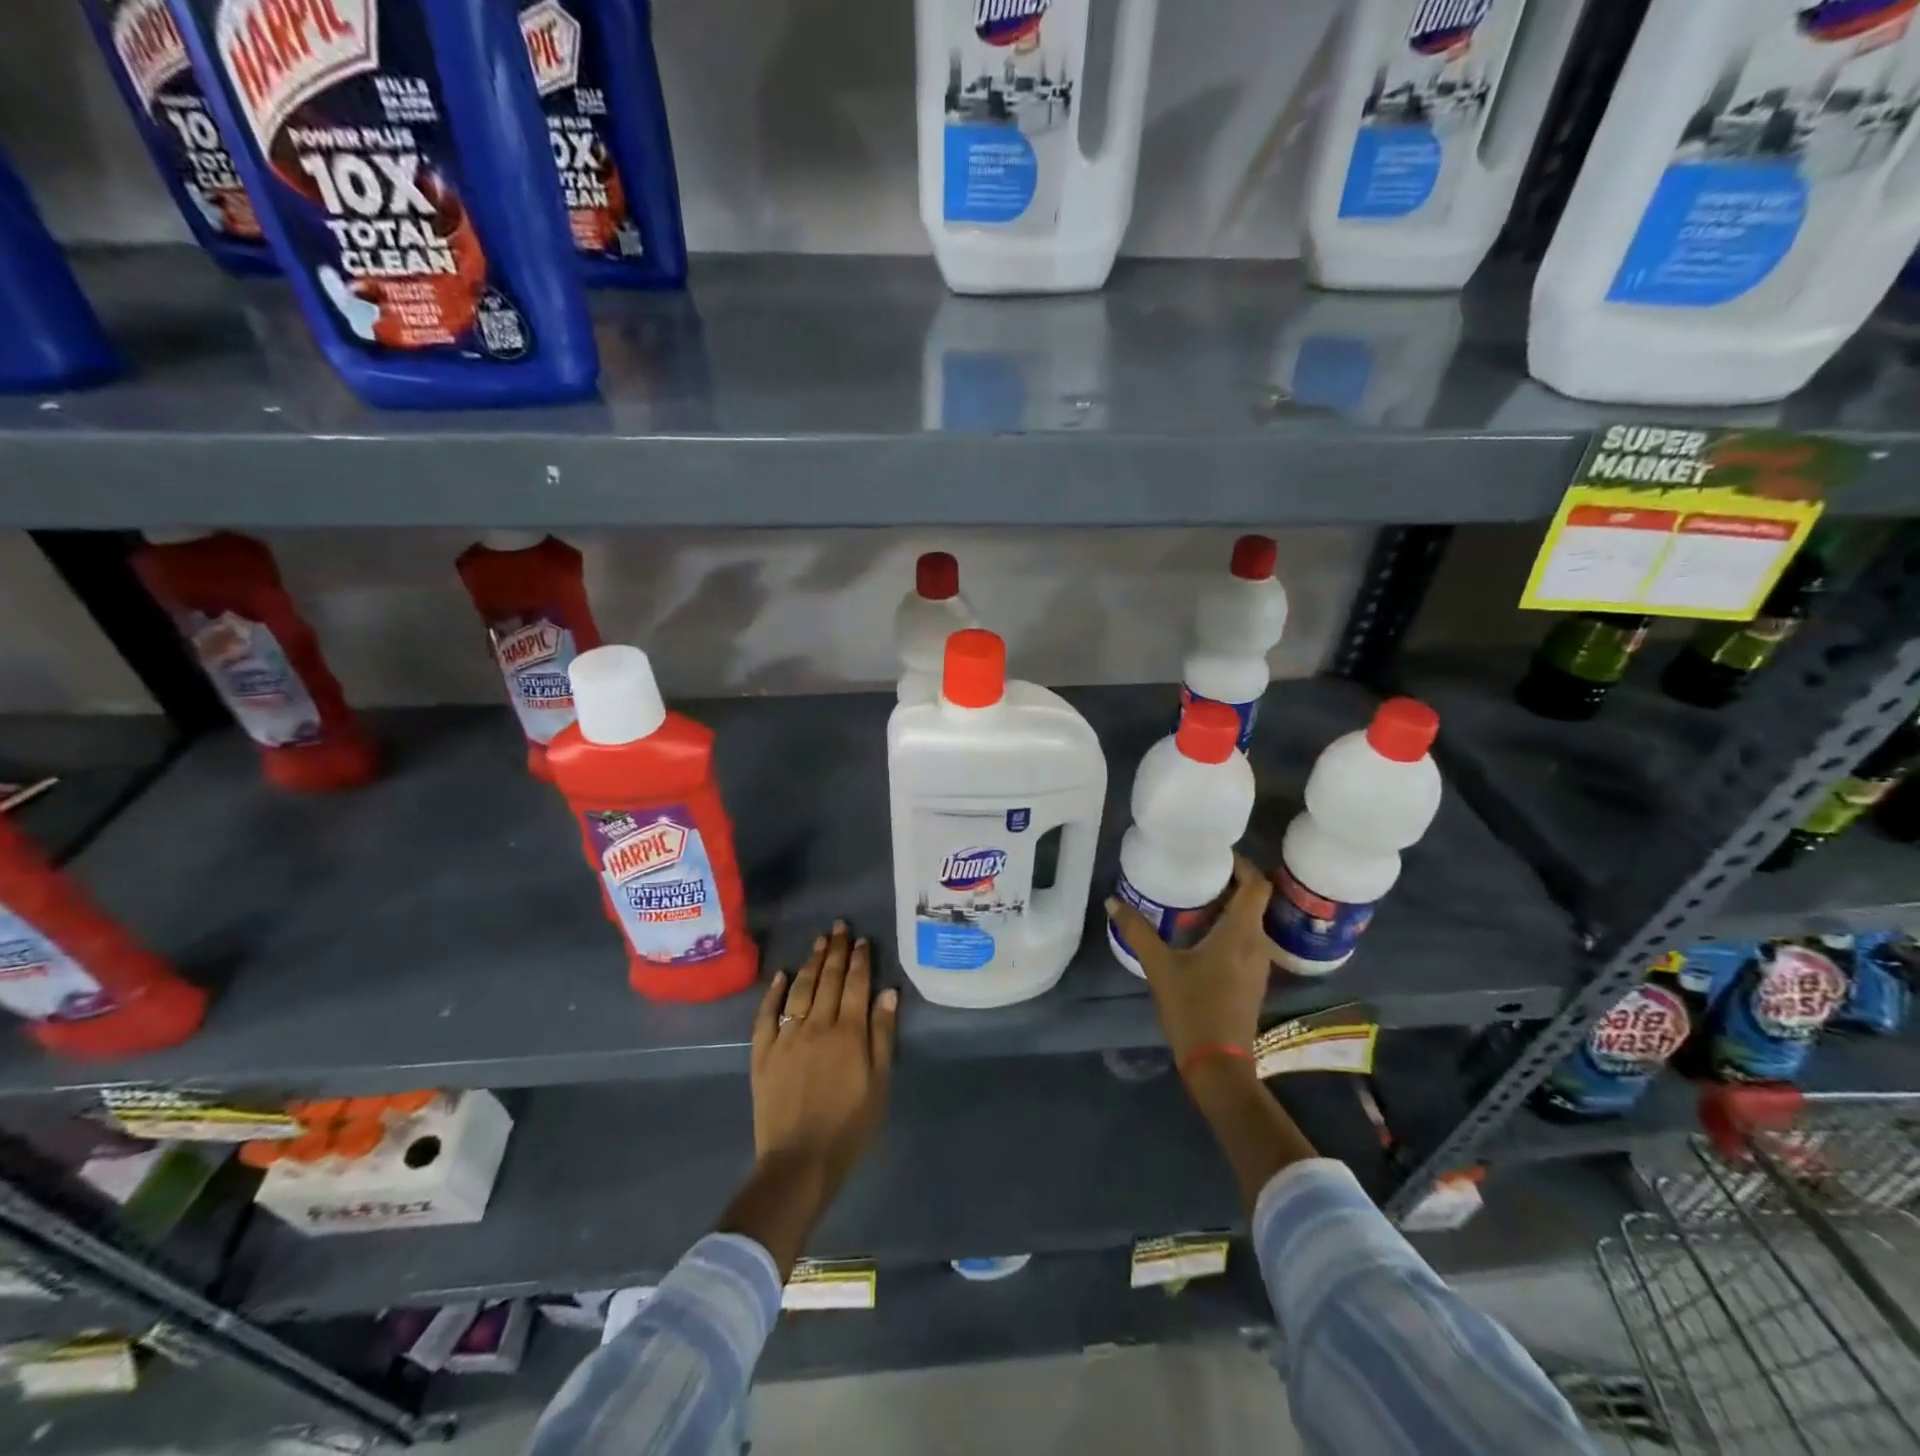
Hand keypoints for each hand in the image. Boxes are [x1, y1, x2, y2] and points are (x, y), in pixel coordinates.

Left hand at [750, 921, 897, 1196]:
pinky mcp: (763, 1052)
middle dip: (836, 951)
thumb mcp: (879, 1084)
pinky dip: (773, 992)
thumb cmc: (849, 1127)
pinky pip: (767, 1014)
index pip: (856, 985)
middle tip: (839, 927)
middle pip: (829, 980)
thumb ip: (882, 1036)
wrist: (799, 1162)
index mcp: (849, 1032)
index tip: (862, 940)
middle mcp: (817, 1025)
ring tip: (819, 942)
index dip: (860, 960)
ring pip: (800, 989)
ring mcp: (786, 1036)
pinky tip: (780, 974)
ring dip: (811, 963)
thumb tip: (888, 992)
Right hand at [1106, 856, 1272, 1070]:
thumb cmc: (1193, 1008)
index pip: (1257, 885)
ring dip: (1229, 906)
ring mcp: (1258, 964)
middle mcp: (1257, 943)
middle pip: (1255, 900)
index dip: (1243, 864)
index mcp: (1240, 933)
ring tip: (1196, 897)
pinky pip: (1246, 940)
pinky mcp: (1253, 980)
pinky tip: (1201, 934)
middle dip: (1230, 882)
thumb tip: (1112, 902)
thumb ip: (1137, 931)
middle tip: (1198, 870)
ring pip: (1251, 921)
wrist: (1218, 1063)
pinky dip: (1229, 927)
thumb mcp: (1159, 966)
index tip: (1216, 853)